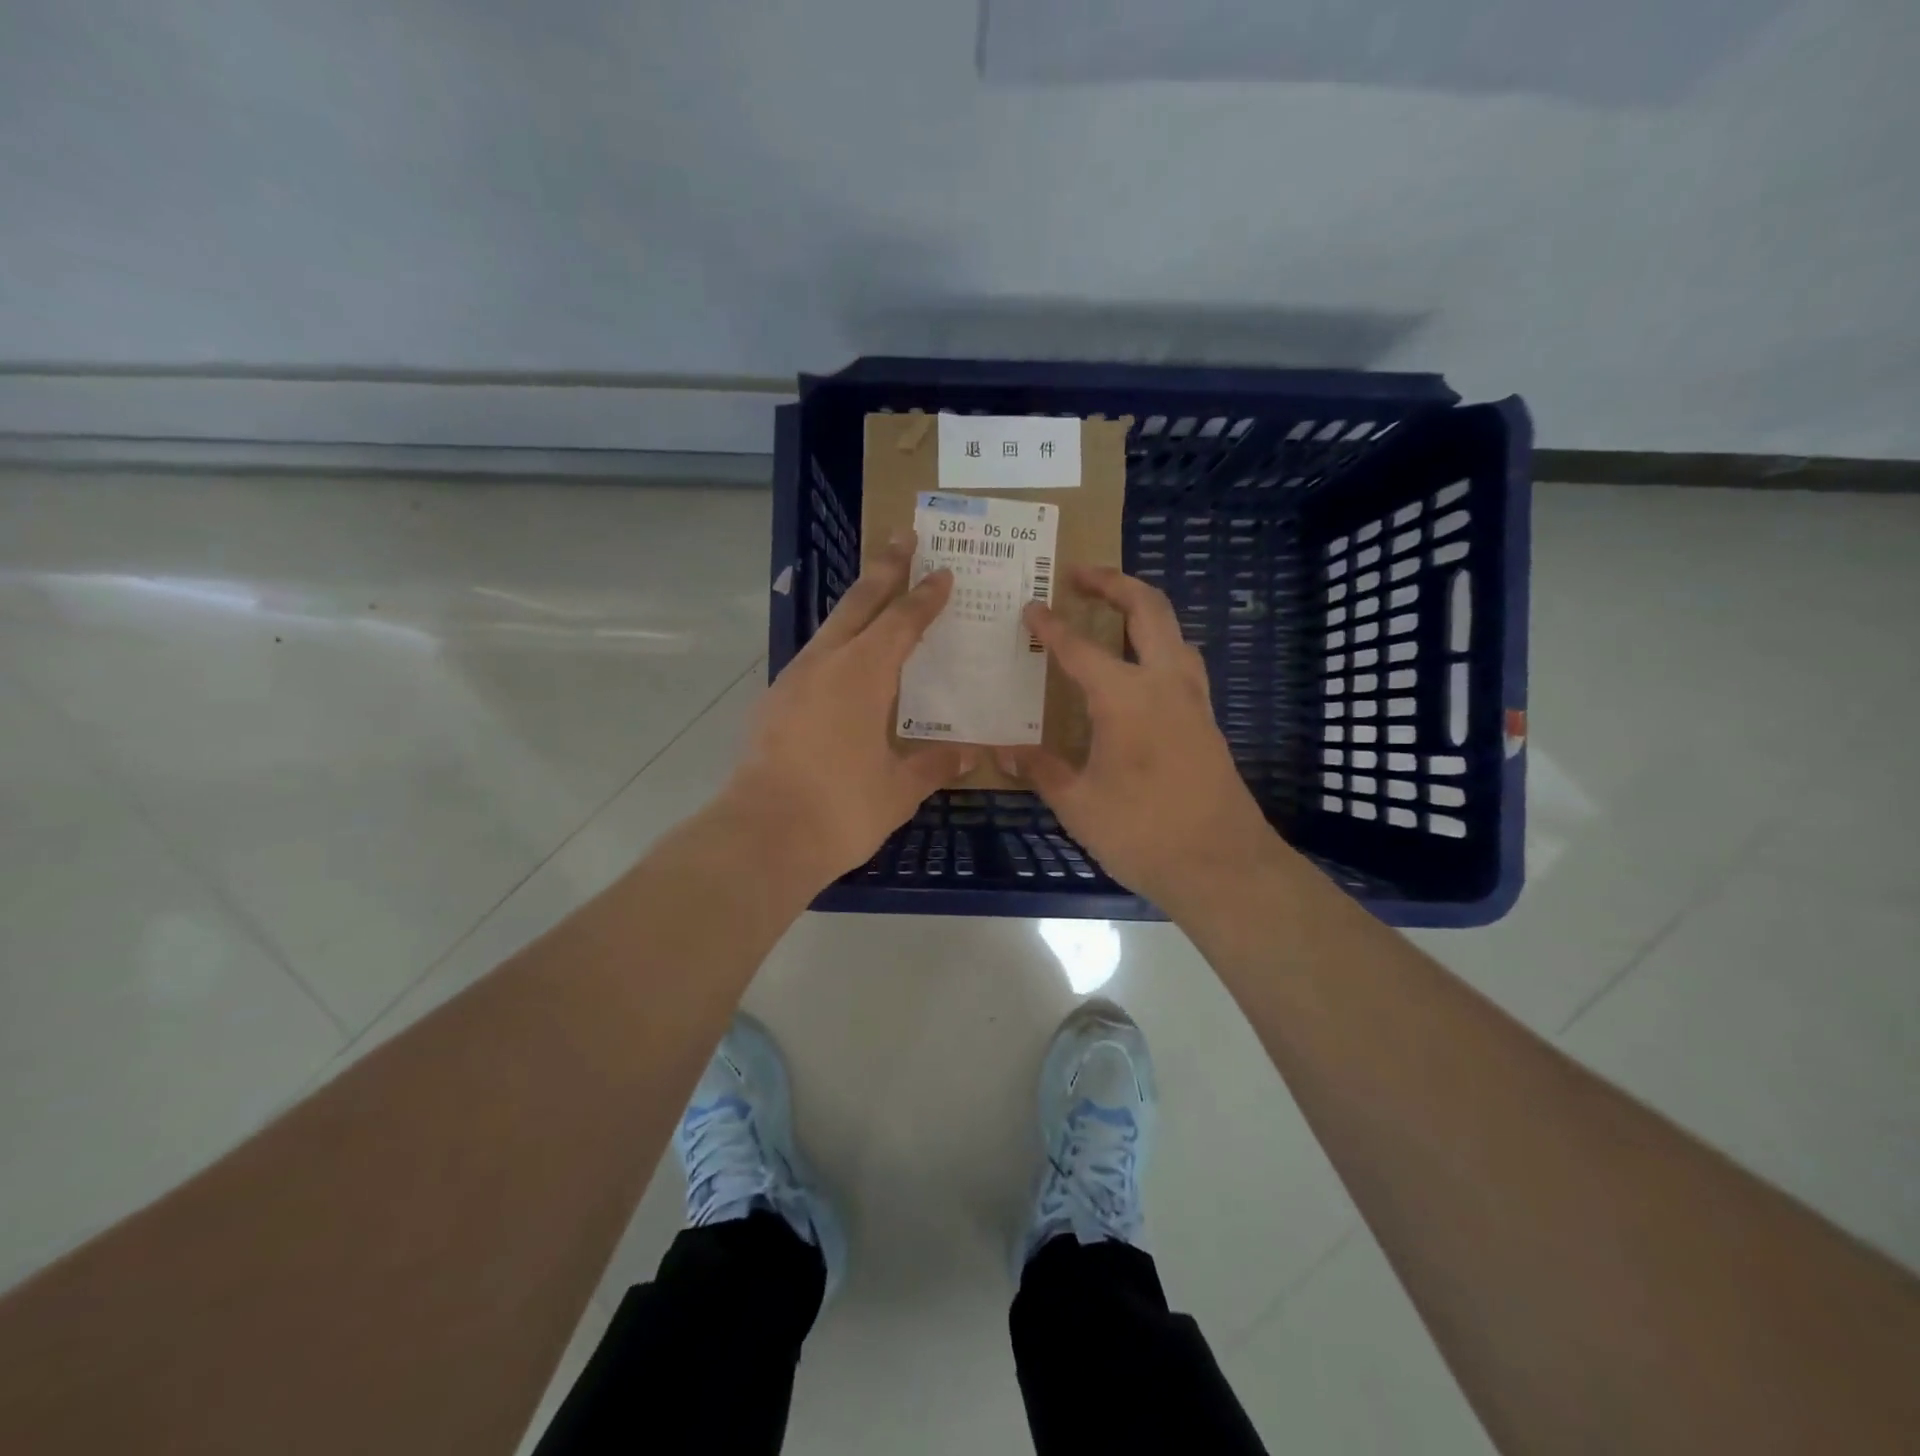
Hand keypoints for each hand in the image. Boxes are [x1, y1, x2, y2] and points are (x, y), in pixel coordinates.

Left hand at [724, 530, 972, 888]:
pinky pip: (813, 659)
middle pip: (859, 603)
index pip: (902, 622)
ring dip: (856, 605)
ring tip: (875, 593)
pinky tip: (843, 663)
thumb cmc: (840, 809)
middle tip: (903, 537)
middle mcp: (826, 664)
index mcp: (863, 674)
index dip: (925, 597)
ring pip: (831, 628)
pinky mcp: (773, 704)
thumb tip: (969, 755)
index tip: (943, 572)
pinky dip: (836, 645)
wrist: (761, 836)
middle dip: (885, 569)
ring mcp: (792, 681)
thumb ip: (933, 765)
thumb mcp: (898, 790)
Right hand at [1003, 566, 1279, 910]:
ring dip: (1143, 609)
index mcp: (1125, 697)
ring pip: (1173, 631)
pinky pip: (1182, 662)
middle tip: (1080, 574)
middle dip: (1113, 582)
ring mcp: (1193, 700)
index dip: (1050, 626)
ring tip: (1111, 612)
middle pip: (1147, 609)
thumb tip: (1006, 751)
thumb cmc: (1142, 832)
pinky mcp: (1207, 721)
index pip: (1079, 648)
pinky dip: (1158, 645)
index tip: (1030, 607)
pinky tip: (1138, 671)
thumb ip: (1042, 770)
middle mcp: (1164, 683)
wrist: (1222, 865)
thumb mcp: (1078, 804)